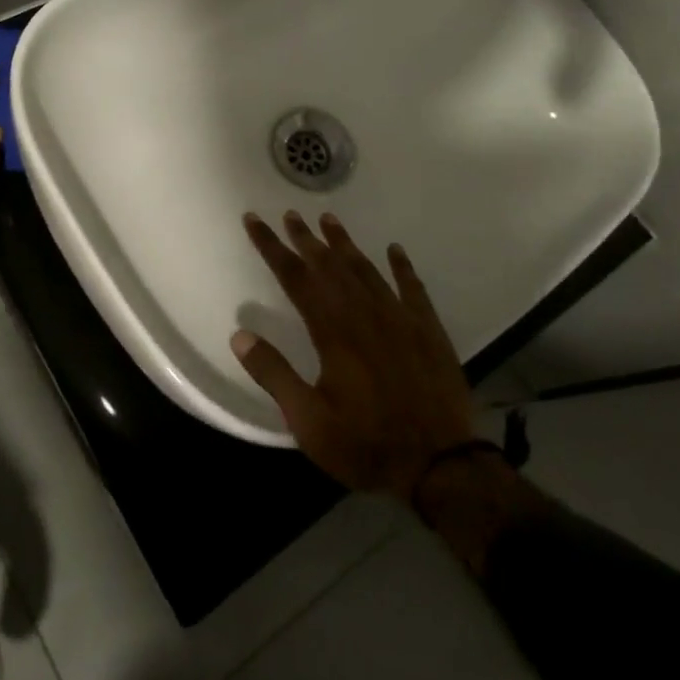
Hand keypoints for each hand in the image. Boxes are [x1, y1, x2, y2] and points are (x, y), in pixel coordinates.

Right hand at [231, 211, 475, 500]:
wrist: (440, 464)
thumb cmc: (366, 444)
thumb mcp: (309, 421)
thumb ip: (274, 375)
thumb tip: (239, 334)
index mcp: (333, 332)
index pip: (295, 278)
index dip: (272, 247)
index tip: (255, 221)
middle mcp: (365, 314)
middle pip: (329, 266)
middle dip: (306, 239)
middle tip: (290, 214)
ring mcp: (400, 318)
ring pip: (367, 269)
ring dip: (345, 244)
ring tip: (328, 220)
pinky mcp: (429, 330)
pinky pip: (413, 287)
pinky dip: (402, 266)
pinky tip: (394, 250)